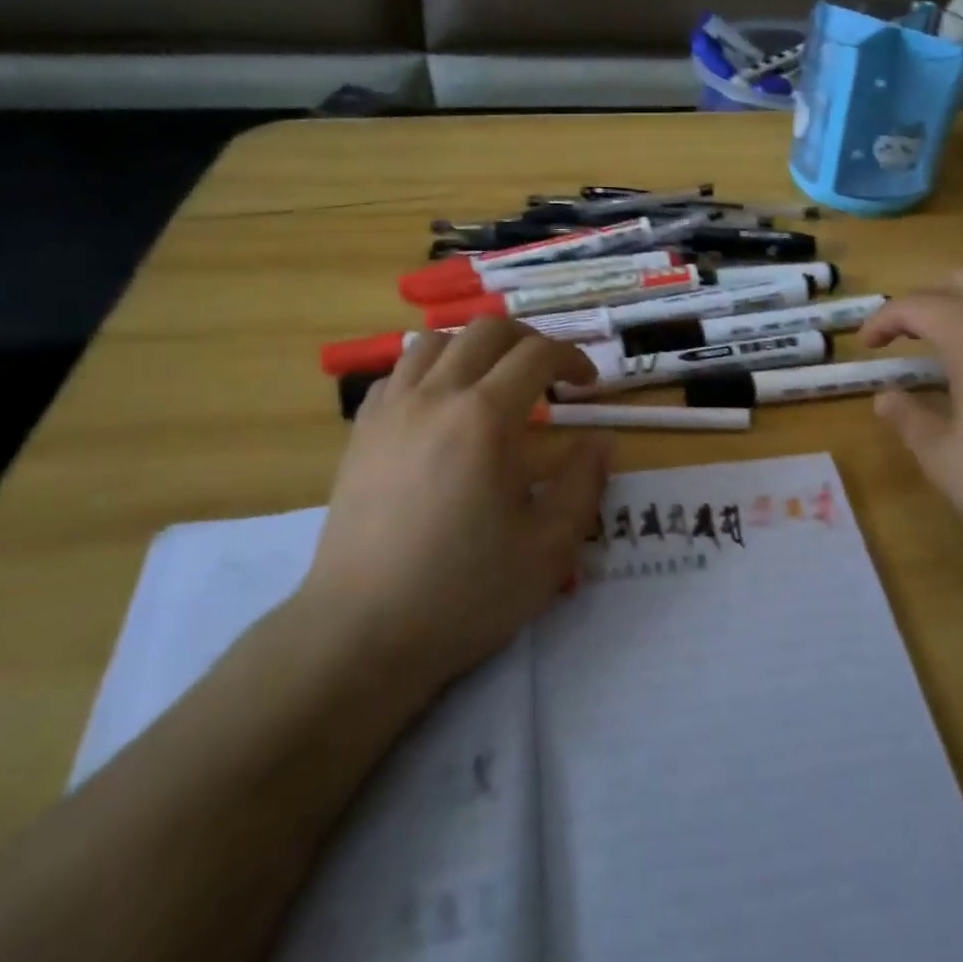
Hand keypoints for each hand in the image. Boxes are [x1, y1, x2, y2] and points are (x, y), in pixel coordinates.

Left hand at [300, 319, 611, 687]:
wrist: (362, 631)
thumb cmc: (464, 591)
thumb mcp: (549, 548)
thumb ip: (584, 484)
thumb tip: (601, 442)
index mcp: (485, 417)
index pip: (536, 354)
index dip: (571, 358)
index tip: (587, 385)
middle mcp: (435, 396)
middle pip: (485, 330)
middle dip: (527, 340)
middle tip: (548, 373)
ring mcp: (391, 410)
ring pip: (434, 341)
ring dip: (474, 348)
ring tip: (493, 381)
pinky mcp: (361, 433)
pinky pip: (398, 373)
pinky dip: (428, 370)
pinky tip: (439, 406)